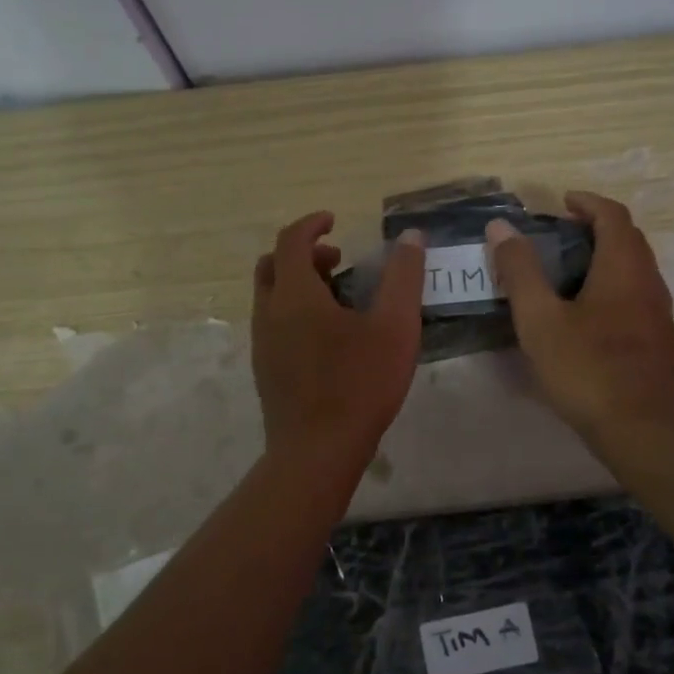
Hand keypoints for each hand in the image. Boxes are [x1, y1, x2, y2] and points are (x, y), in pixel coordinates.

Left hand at [251, 212, 426, 467]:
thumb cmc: (359, 384)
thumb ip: (404, 277)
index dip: (312, 225)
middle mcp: (269, 313)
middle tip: (338, 260)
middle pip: (272, 265)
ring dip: (298, 283)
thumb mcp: (395, 327)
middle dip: (302, 253)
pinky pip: (273, 323)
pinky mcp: (265, 370)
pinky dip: (294, 310)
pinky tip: (328, 337)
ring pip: (271, 297)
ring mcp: (262, 344)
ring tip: (339, 298)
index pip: (291, 241)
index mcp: (295, 295)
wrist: (316, 452)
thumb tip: (411, 237)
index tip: (334, 221)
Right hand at [486, 191, 673, 447]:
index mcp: (623, 268)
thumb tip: (502, 227)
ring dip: (606, 256)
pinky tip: (587, 312)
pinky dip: (613, 284)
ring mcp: (658, 313)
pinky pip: (636, 294)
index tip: (562, 202)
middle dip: (596, 227)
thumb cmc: (586, 369)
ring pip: (635, 268)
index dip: (588, 202)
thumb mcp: (540, 319)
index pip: (613, 215)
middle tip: (560, 233)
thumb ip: (520, 271)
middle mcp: (649, 282)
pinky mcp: (658, 340)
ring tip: (568, 270)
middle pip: (628, 239)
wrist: (641, 429)